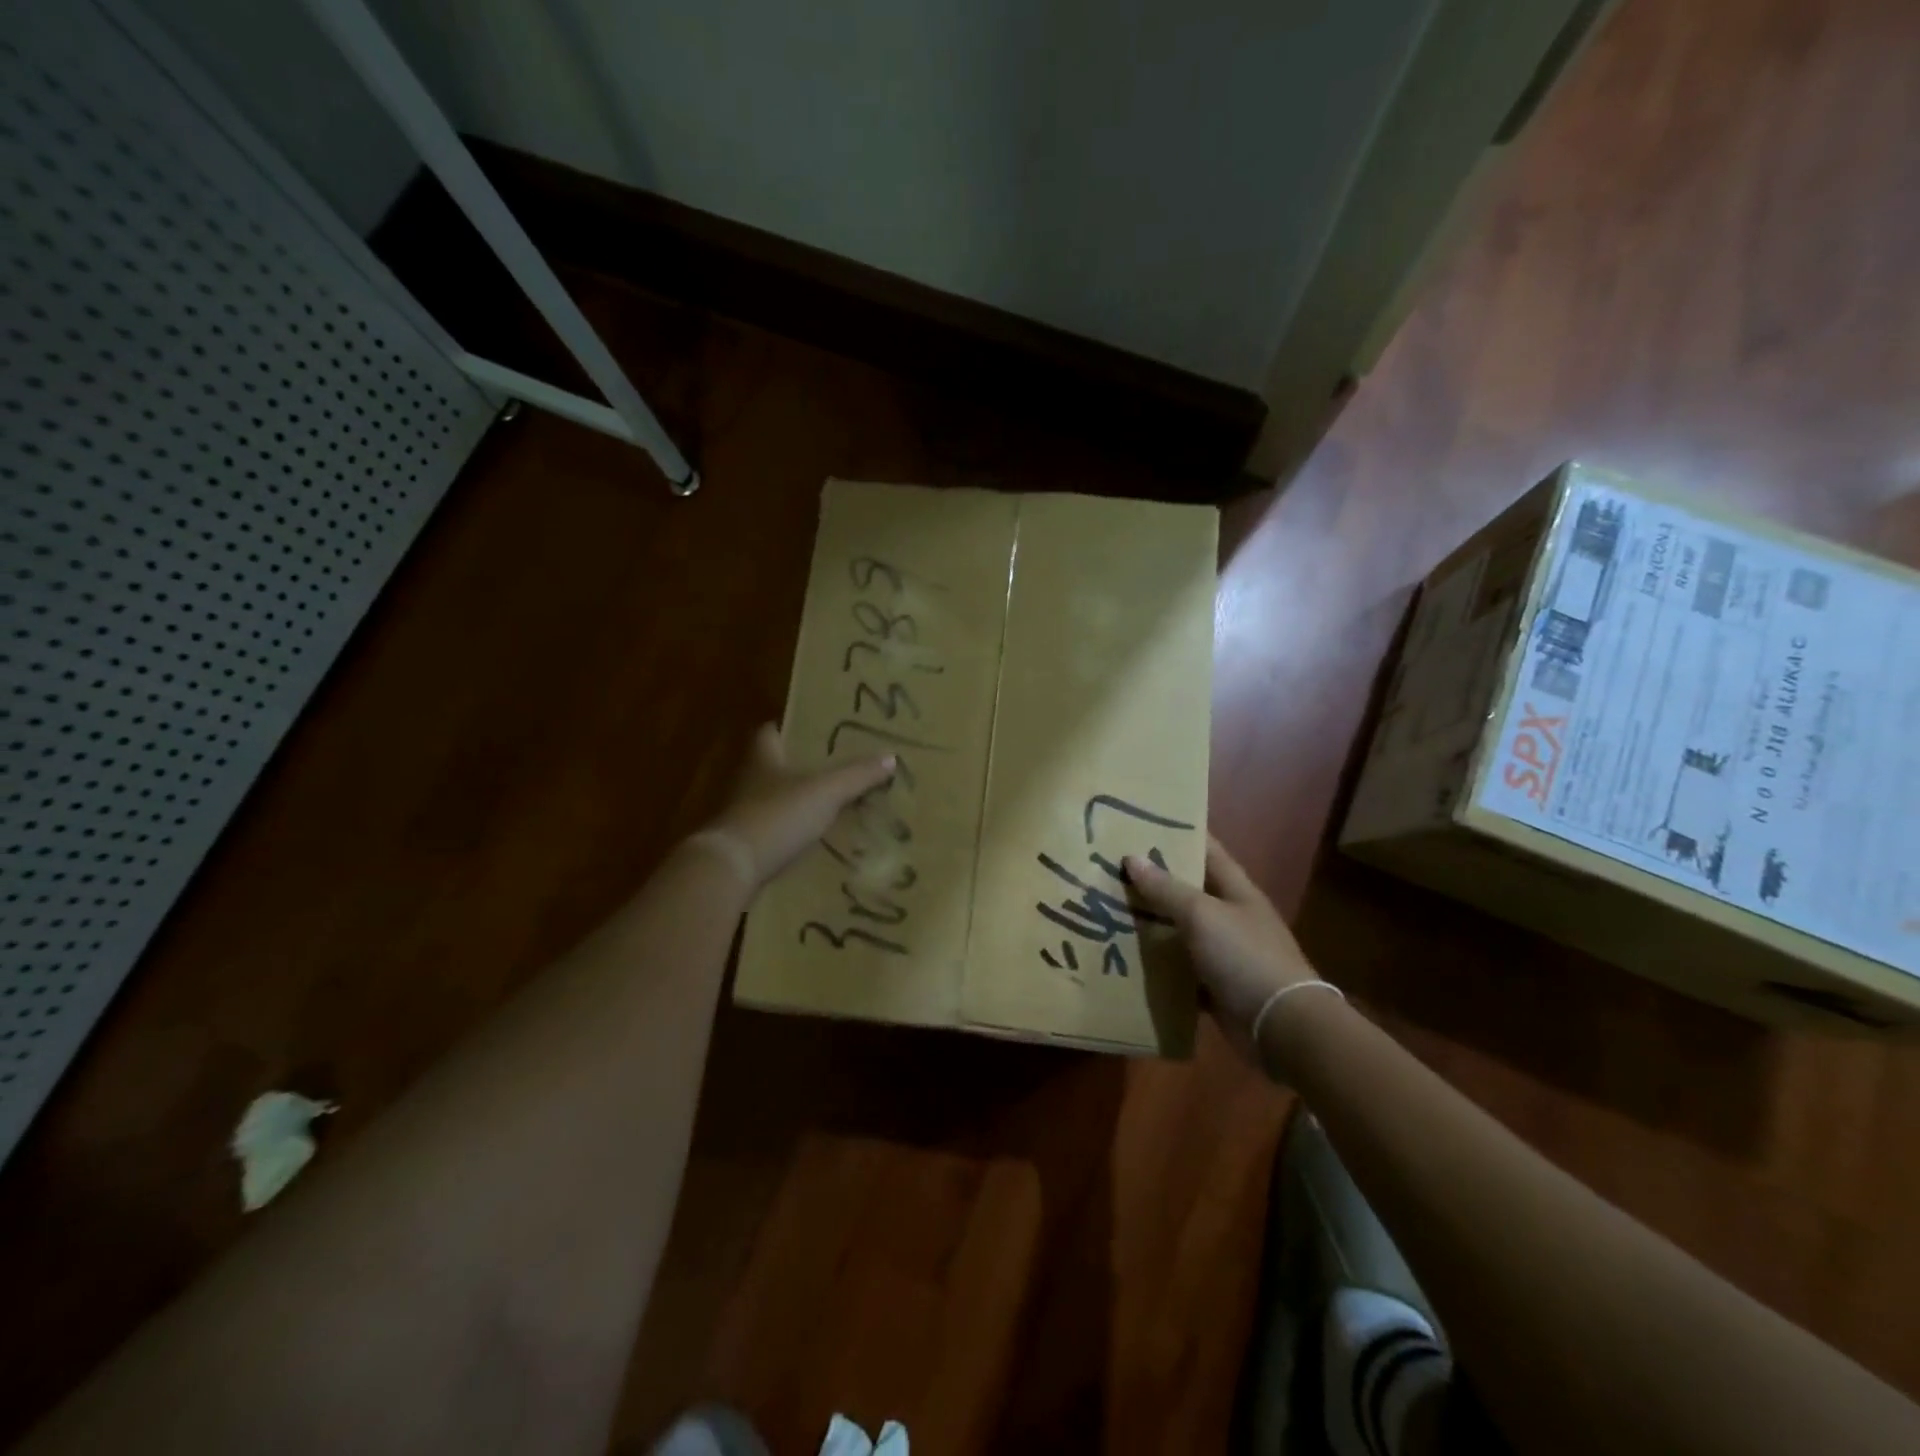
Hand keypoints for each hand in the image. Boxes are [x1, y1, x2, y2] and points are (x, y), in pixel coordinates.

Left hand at [707, 723, 894, 888]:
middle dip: (798, 768)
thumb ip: (857, 775)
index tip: (811, 730)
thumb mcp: (826, 792)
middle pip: (773, 767)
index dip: (788, 728)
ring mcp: (744, 816)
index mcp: (764, 759)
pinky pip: (774, 834)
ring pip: (774, 801)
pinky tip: (814, 842)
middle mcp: (749, 783)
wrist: (733, 868)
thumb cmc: (778, 816)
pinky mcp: (746, 847)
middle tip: (832, 770)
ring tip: (830, 807)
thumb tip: (891, 756)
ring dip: (796, 803)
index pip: (770, 733)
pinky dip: (791, 835)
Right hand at [1124, 837, 1321, 1060]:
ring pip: (1178, 929)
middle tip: (1108, 867)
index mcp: (1235, 890)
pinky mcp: (1213, 985)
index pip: (1205, 849)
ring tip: (1105, 908)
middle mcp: (1229, 916)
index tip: (1139, 823)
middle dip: (1152, 879)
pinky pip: (1178, 968)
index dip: (1177, 834)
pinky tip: (1123, 956)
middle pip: (1186, 890)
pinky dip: (1156, 964)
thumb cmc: (1244, 956)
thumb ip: (1166, 888)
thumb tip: (1131, 858)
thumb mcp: (1202, 915)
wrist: (1280, 1027)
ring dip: (1149, 922)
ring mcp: (1222, 952)